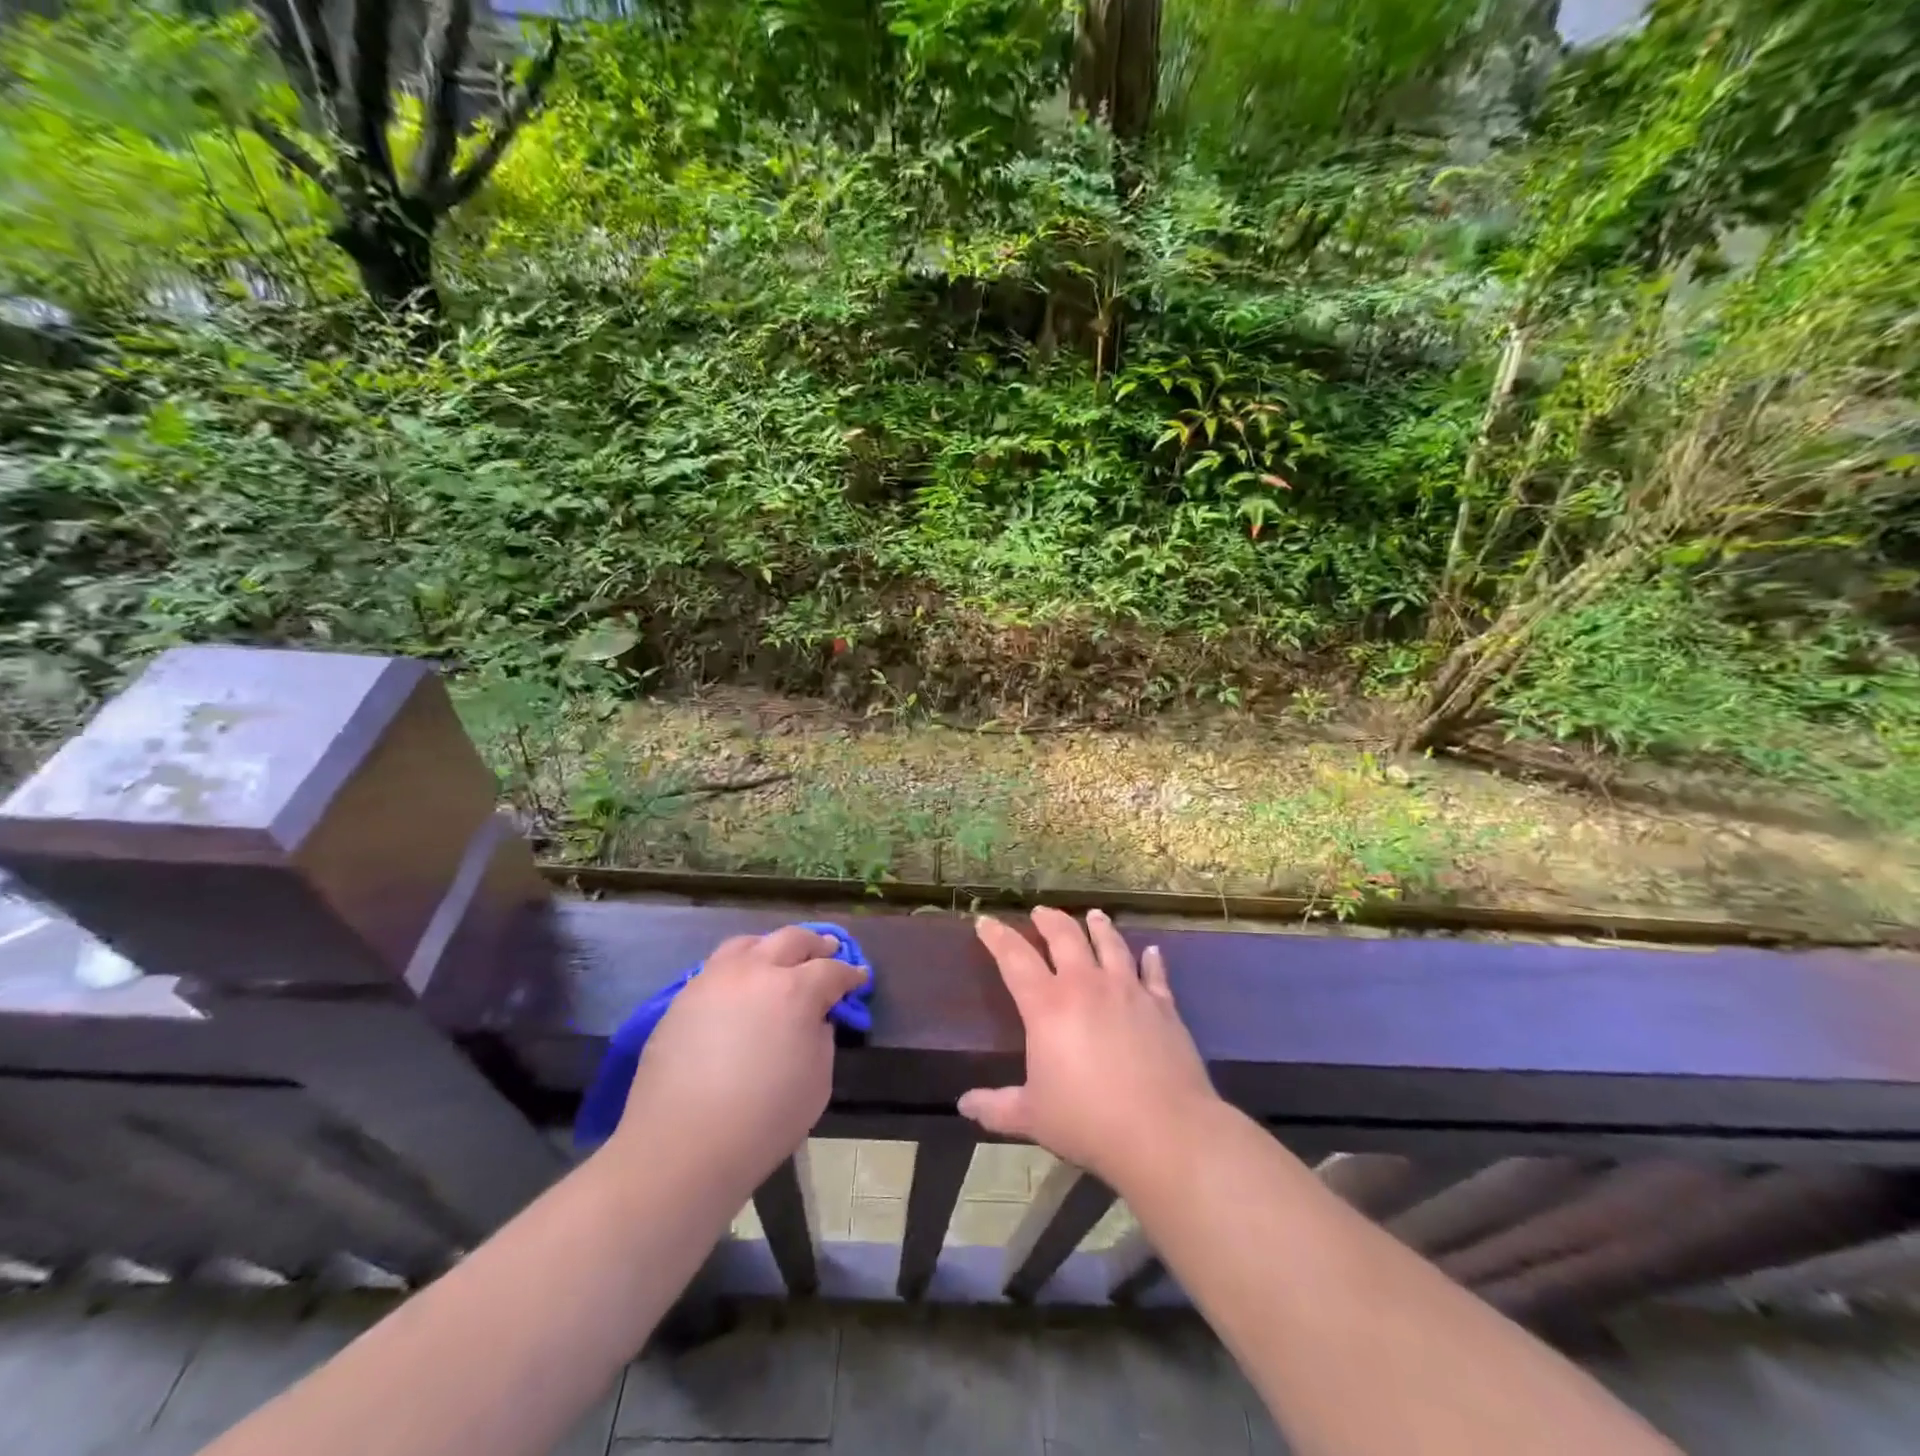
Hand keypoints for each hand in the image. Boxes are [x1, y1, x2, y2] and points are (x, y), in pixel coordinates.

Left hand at [612, 926, 864, 1192]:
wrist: (680, 1147)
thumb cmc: (762, 1120)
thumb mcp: (817, 1081)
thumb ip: (821, 1038)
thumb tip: (813, 1019)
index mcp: (795, 990)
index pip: (832, 970)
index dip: (850, 973)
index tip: (859, 977)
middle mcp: (755, 971)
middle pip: (792, 939)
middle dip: (815, 944)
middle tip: (828, 951)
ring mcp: (714, 980)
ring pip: (749, 943)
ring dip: (772, 946)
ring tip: (779, 958)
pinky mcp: (683, 997)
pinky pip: (718, 967)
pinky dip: (739, 967)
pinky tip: (741, 987)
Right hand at [959, 907, 1219, 1190]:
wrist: (1164, 1130)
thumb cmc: (1089, 1121)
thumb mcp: (1032, 1117)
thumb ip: (996, 1107)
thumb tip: (964, 1105)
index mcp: (1047, 1006)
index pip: (1014, 958)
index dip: (997, 937)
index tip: (985, 921)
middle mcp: (1086, 985)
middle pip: (1065, 936)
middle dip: (1049, 920)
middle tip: (1040, 912)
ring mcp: (1128, 990)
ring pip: (1110, 944)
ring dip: (1099, 926)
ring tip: (1094, 915)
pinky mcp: (1162, 1005)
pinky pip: (1154, 972)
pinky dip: (1151, 959)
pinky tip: (1152, 951)